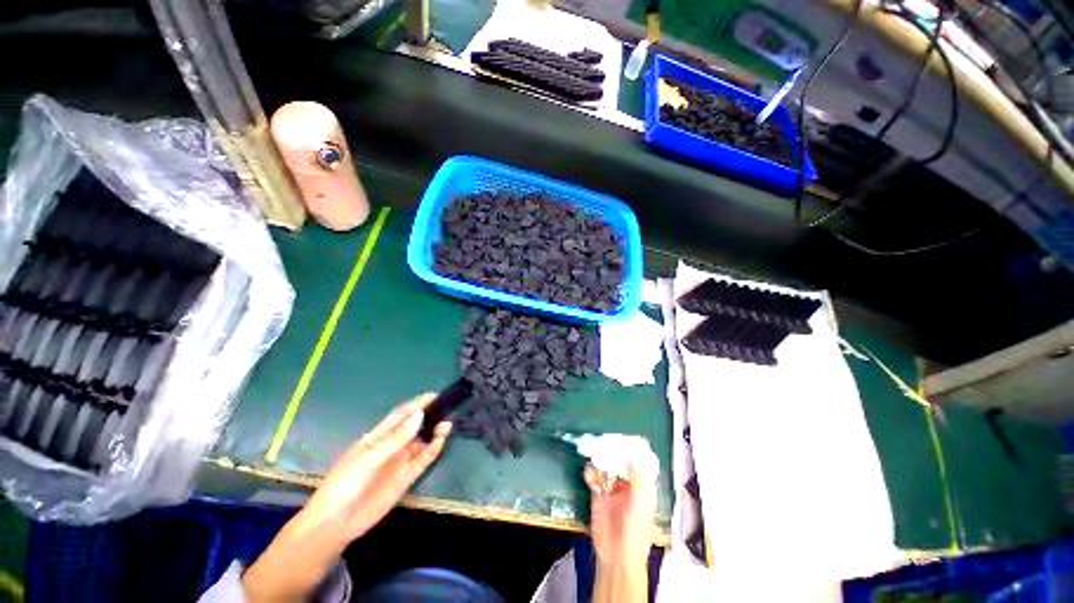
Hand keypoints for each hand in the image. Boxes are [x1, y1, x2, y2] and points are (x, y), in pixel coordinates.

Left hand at [243, 394, 449, 601]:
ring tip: (447, 423)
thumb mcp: (368, 459)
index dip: (416, 404)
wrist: (336, 524)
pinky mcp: (407, 477)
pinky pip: (424, 459)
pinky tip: (441, 440)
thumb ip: (396, 439)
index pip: (400, 415)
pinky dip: (434, 449)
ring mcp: (400, 461)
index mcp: (377, 437)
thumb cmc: (344, 485)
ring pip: (422, 442)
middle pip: (414, 426)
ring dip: (435, 432)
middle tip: (447, 407)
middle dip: (430, 416)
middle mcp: (392, 446)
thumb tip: (419, 415)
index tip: (434, 396)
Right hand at [584, 445, 658, 569]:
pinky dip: (591, 473)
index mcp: (642, 483)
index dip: (631, 447)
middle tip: (604, 445)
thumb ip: (638, 476)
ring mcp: (612, 486)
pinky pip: (593, 475)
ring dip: (599, 462)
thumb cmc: (635, 530)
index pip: (638, 458)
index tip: (622, 438)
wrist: (616, 554)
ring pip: (604, 464)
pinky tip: (592, 480)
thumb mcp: (641, 501)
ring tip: (597, 464)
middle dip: (611, 451)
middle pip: (619, 458)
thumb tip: (634, 452)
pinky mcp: (598, 492)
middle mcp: (627, 481)